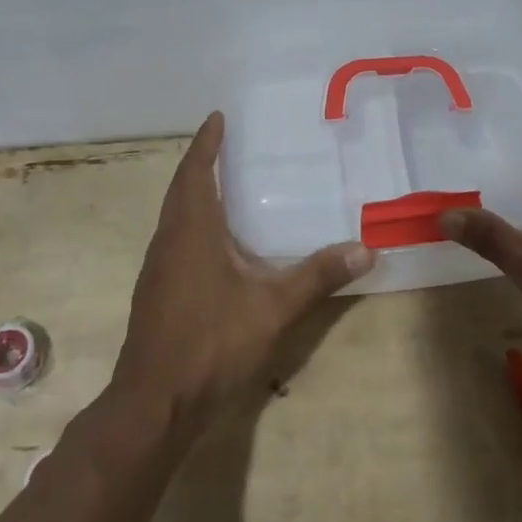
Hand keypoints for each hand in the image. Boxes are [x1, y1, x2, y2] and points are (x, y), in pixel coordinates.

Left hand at [113, 111, 374, 433]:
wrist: (155, 405)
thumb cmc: (211, 343)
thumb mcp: (273, 308)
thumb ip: (318, 276)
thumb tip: (366, 248)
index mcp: (191, 231)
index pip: (196, 171)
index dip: (206, 142)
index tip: (218, 117)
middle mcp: (169, 240)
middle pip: (181, 188)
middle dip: (202, 162)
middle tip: (228, 144)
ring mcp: (158, 269)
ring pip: (175, 216)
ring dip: (195, 193)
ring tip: (227, 185)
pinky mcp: (157, 292)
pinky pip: (176, 239)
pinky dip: (194, 223)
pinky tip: (219, 243)